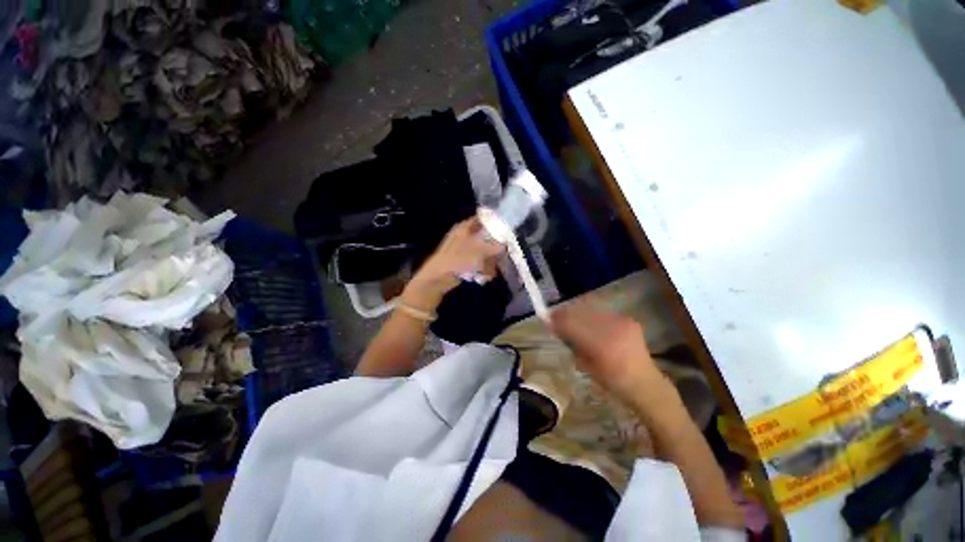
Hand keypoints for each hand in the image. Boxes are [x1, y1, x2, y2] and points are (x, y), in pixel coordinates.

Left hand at [402, 217, 503, 311]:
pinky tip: (485, 277)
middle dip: (494, 248)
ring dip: (489, 262)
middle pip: (484, 237)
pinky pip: (477, 262)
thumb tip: (504, 245)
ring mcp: (463, 250)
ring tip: (491, 272)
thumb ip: (493, 247)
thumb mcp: (477, 252)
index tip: (505, 230)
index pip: (481, 219)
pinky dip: (482, 269)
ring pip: (482, 251)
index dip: (493, 222)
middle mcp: (464, 236)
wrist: (437, 278)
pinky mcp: (463, 261)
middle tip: (502, 255)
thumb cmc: (456, 260)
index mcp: (464, 228)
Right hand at [551, 299, 666, 405]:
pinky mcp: (628, 318)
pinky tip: (592, 324)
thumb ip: (571, 343)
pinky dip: (592, 316)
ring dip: (578, 313)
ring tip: (574, 320)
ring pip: (591, 309)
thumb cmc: (611, 381)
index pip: (571, 324)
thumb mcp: (585, 364)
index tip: (547, 319)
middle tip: (556, 317)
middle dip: (565, 313)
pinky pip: (602, 312)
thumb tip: (553, 325)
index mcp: (600, 346)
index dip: (557, 319)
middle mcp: (612, 329)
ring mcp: (622, 321)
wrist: (644, 383)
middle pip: (580, 312)